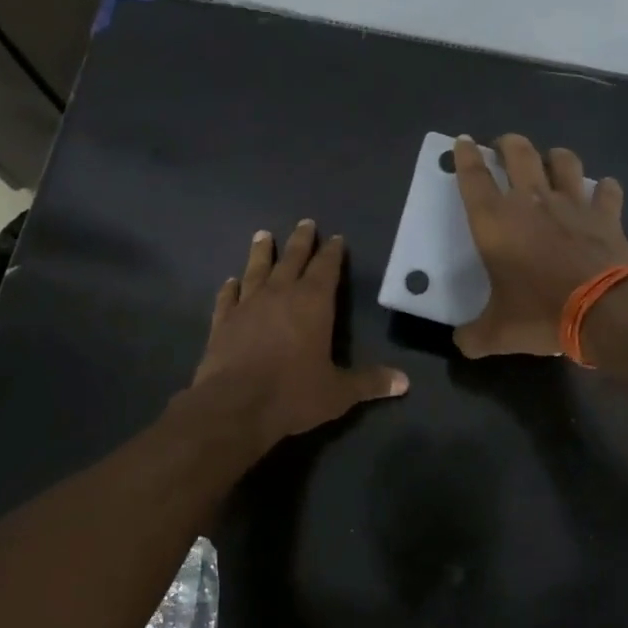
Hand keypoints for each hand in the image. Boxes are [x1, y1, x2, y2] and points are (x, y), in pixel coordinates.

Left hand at [192, 219, 408, 443]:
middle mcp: (280, 294)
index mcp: (313, 303)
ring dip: (261, 252)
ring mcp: (248, 305)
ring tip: (262, 235)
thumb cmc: (293, 393)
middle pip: (292, 259)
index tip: (335, 238)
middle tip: (305, 222)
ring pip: (257, 269)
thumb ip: (369, 382)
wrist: (234, 405)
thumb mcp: (338, 392)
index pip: (326, 268)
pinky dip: (230, 287)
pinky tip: (230, 281)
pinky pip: (227, 297)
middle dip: (301, 241)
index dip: (332, 252)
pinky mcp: (223, 321)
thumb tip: (404, 381)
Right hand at [451, 134, 627, 357]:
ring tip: (551, 162)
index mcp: (495, 222)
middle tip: (503, 146)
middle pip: (518, 152)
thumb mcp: (498, 333)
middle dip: (508, 143)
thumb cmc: (541, 313)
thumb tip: (461, 343)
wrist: (606, 310)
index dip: (465, 156)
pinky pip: (607, 189)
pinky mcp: (606, 214)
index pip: (473, 177)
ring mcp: (573, 203)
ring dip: (554, 157)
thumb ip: (474, 336)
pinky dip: (604, 189)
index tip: (463, 141)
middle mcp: (531, 201)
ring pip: (563, 160)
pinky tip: (602, 194)